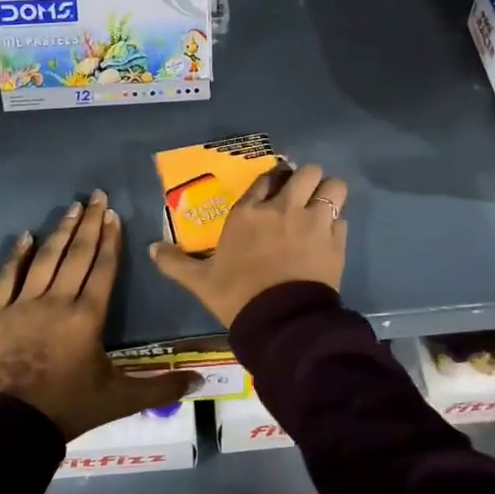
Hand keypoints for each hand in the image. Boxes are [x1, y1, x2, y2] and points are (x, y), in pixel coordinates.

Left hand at [0, 190, 191, 440]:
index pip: (103, 269)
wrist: (10, 426)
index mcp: (88, 316)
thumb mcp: (119, 400)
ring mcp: (24, 305)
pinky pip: (8, 277)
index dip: (110, 240)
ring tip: (71, 206)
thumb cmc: (68, 408)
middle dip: (89, 223)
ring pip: (46, 259)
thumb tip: (201, 380)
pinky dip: (17, 255)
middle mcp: (58, 301)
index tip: (113, 214)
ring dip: (60, 231)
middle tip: (96, 195)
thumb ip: (160, 388)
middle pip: (77, 255)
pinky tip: (25, 236)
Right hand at [150, 164, 348, 327]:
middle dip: (307, 179)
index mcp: (249, 212)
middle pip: (307, 171)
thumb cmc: (238, 296)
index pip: (266, 177)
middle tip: (302, 196)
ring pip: (334, 186)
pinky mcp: (335, 240)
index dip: (273, 180)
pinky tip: (329, 238)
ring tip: (323, 207)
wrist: (280, 322)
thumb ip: (176, 262)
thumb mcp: (200, 281)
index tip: (274, 189)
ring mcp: (313, 221)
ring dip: (329, 193)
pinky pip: (343, 218)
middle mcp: (283, 208)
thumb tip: (151, 248)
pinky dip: (337, 224)